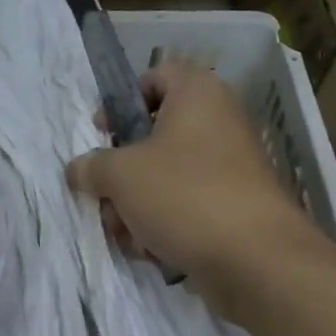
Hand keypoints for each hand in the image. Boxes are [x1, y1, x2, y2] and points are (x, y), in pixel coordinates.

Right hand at [67, 62, 327, 302]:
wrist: (257, 260)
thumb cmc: (184, 195)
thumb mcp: (120, 175)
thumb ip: (91, 167)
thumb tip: (79, 170)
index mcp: (197, 94)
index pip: (156, 75)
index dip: (123, 99)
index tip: (102, 131)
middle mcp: (218, 122)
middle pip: (154, 133)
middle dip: (122, 169)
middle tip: (105, 191)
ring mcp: (230, 166)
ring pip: (166, 175)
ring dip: (135, 203)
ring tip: (124, 230)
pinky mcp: (234, 205)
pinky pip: (187, 204)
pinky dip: (164, 223)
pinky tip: (150, 249)